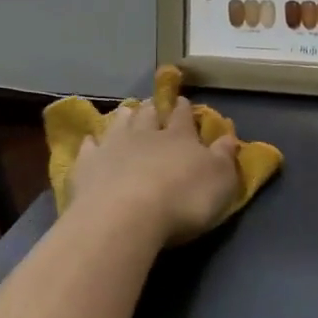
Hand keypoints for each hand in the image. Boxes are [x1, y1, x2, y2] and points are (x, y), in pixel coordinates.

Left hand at [68, 97, 240, 247]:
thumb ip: (224, 157)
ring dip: (125, 117)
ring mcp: (113, 147)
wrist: (124, 216)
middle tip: (152, 104)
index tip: (183, 101)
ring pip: (120, 123)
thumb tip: (229, 136)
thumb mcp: (220, 181)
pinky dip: (92, 143)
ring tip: (126, 112)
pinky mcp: (87, 166)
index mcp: (180, 137)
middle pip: (148, 115)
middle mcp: (145, 134)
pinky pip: (89, 148)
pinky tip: (90, 142)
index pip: (183, 117)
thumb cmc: (182, 200)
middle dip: (152, 108)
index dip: (184, 109)